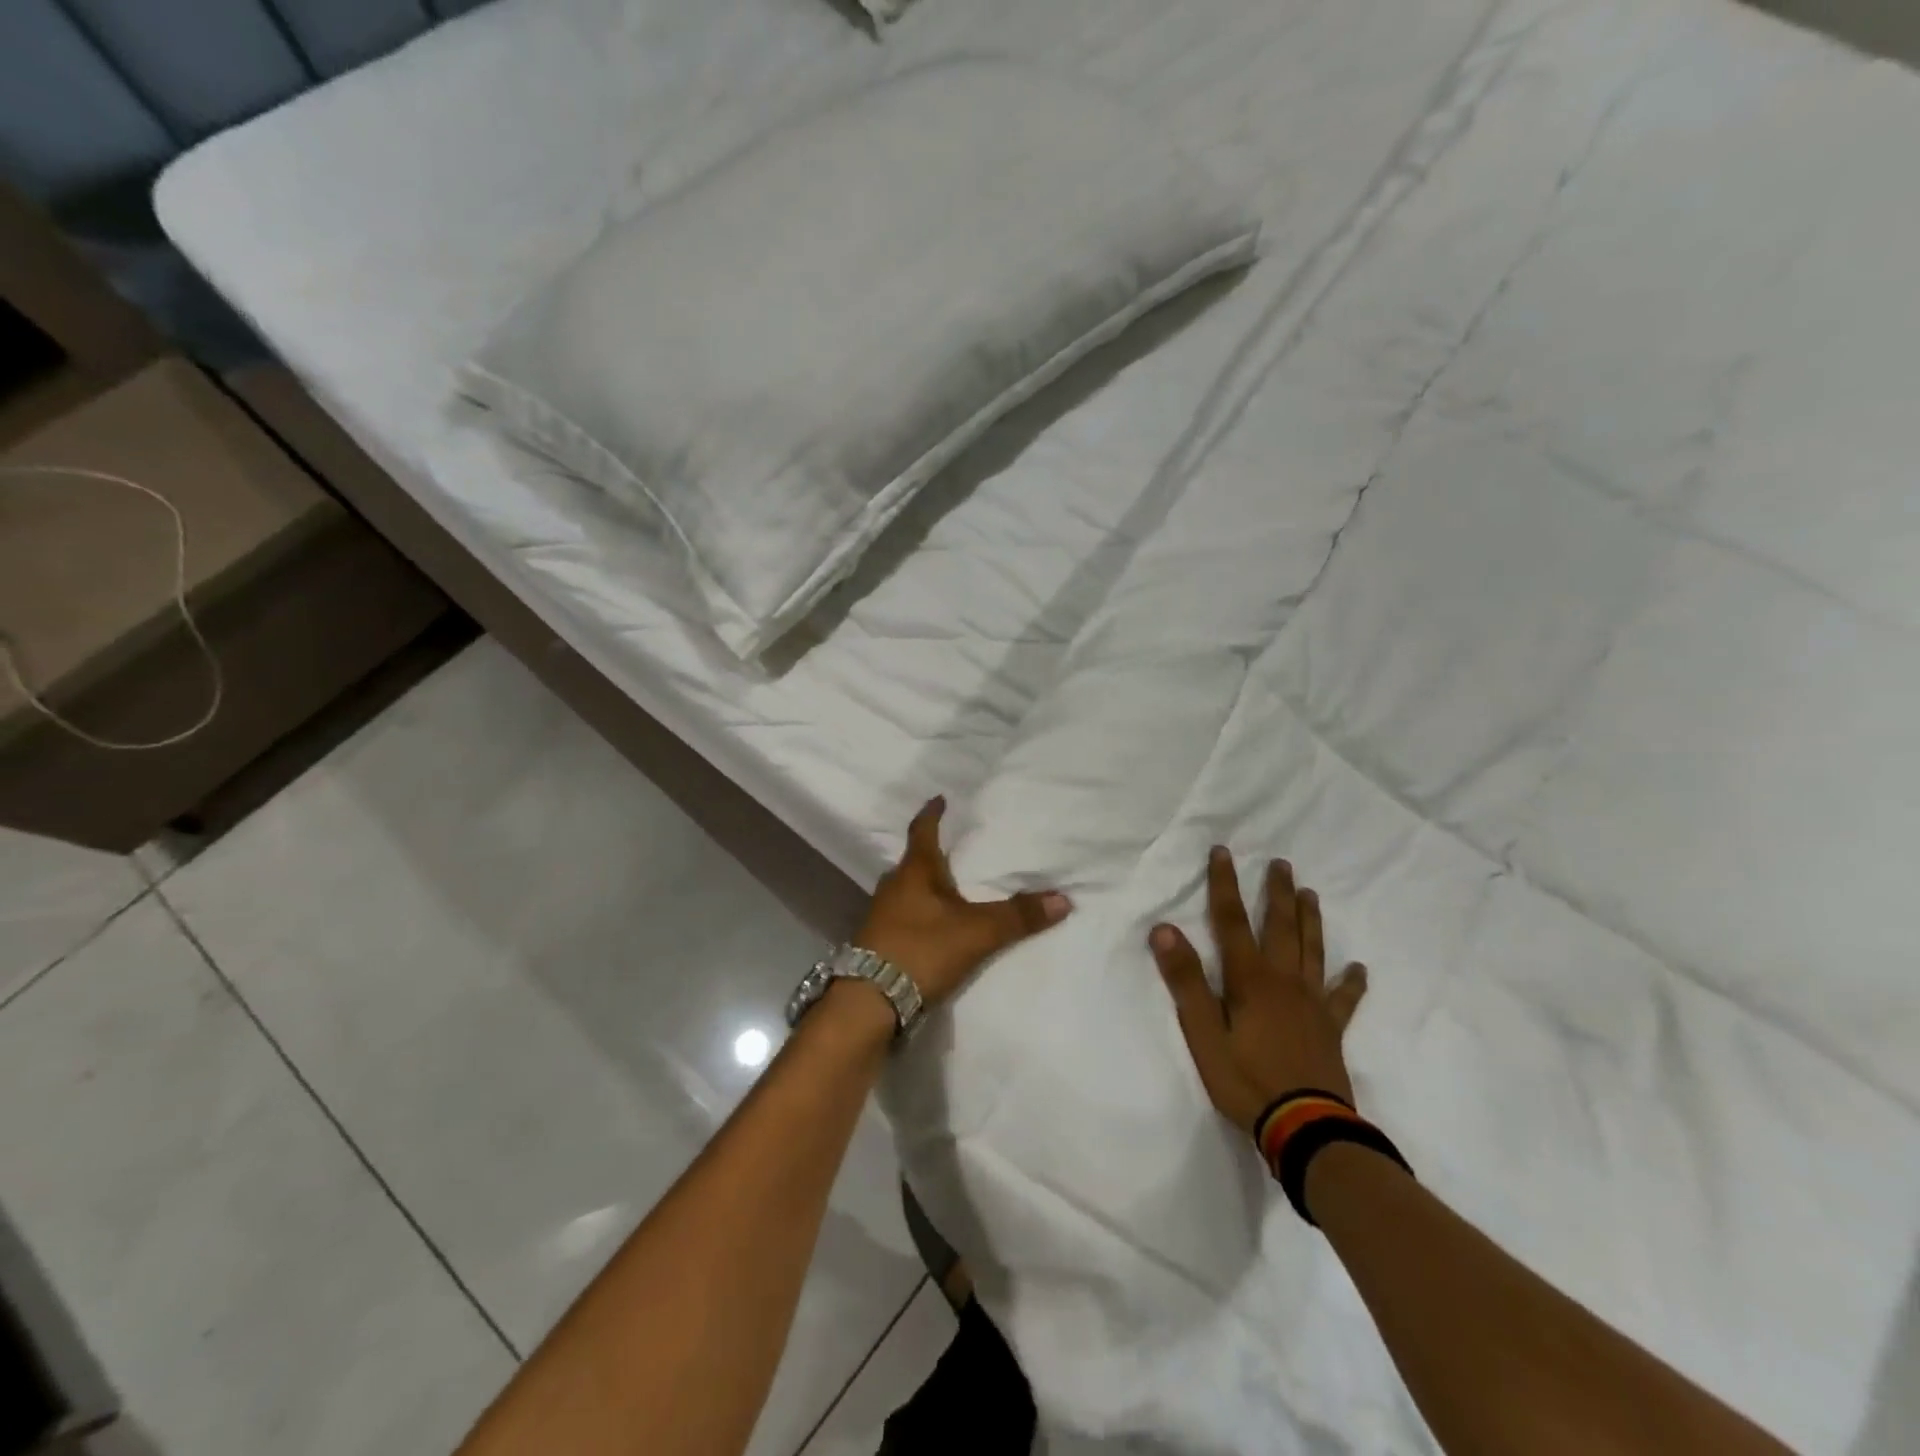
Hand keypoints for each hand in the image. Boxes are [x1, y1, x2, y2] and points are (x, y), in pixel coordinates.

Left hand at [856, 797, 1072, 1006]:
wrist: (868, 1002)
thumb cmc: (921, 951)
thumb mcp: (977, 933)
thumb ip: (1018, 916)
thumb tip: (1063, 899)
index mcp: (914, 872)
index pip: (922, 831)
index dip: (933, 814)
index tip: (940, 798)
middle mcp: (893, 887)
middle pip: (914, 862)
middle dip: (934, 855)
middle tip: (957, 850)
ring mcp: (881, 915)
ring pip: (908, 891)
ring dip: (927, 887)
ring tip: (951, 888)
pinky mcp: (878, 942)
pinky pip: (904, 916)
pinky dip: (922, 913)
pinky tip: (935, 926)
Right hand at [1150, 848, 1368, 1134]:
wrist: (1305, 1128)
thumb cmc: (1245, 1080)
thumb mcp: (1202, 1032)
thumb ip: (1185, 980)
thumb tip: (1164, 929)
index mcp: (1249, 979)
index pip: (1230, 920)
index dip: (1224, 884)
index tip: (1222, 852)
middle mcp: (1283, 980)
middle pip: (1279, 926)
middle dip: (1276, 892)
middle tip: (1281, 863)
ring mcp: (1312, 1003)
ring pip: (1312, 950)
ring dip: (1309, 920)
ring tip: (1310, 893)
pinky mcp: (1331, 1029)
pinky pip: (1343, 998)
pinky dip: (1350, 981)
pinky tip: (1358, 968)